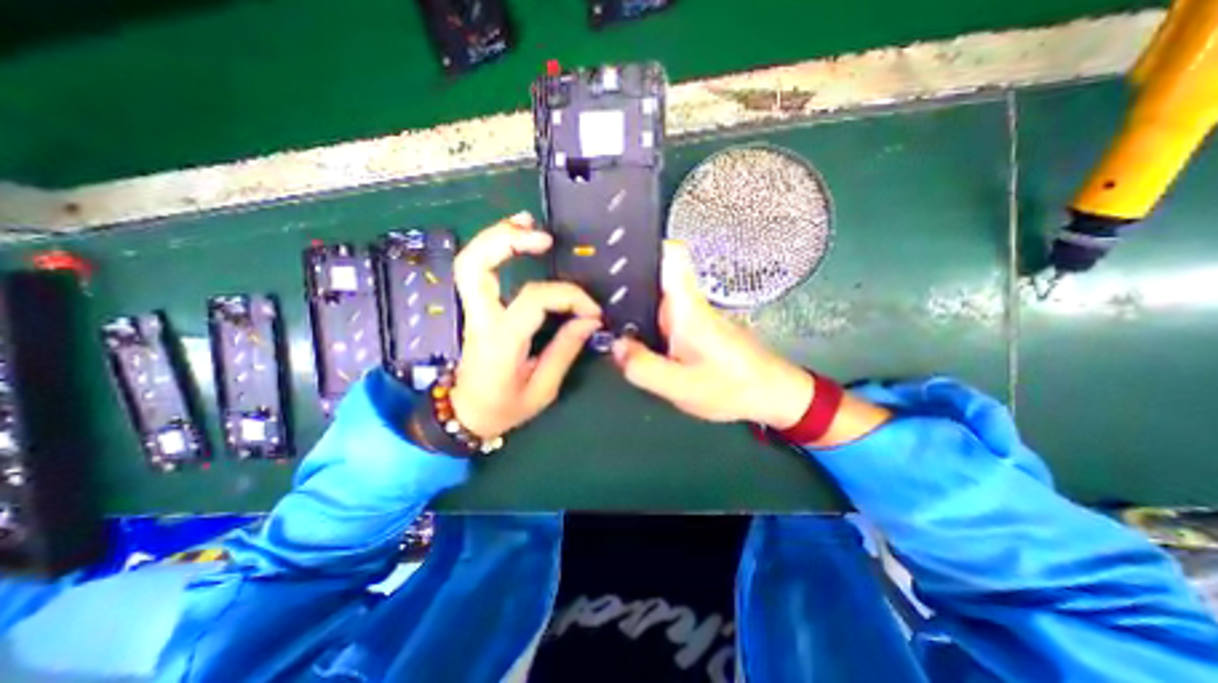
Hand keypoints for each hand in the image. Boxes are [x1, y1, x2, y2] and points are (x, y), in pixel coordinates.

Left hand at [449, 211, 601, 440]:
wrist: (468, 415)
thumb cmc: (505, 407)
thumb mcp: (542, 388)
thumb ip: (565, 350)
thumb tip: (589, 320)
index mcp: (500, 342)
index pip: (533, 300)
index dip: (568, 297)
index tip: (592, 311)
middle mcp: (481, 319)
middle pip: (475, 265)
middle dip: (507, 241)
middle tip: (545, 238)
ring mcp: (474, 311)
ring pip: (470, 261)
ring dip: (497, 236)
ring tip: (528, 223)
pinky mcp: (478, 309)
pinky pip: (478, 270)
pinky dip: (495, 248)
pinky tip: (517, 237)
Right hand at [613, 244, 811, 428]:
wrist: (771, 394)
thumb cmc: (732, 387)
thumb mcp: (682, 387)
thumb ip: (644, 368)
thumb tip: (614, 346)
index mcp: (688, 307)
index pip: (671, 256)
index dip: (644, 245)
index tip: (614, 251)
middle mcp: (688, 303)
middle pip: (653, 276)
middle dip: (622, 282)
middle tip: (590, 298)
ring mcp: (691, 315)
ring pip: (654, 297)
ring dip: (630, 304)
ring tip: (600, 316)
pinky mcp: (693, 328)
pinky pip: (660, 316)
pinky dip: (642, 322)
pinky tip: (628, 338)